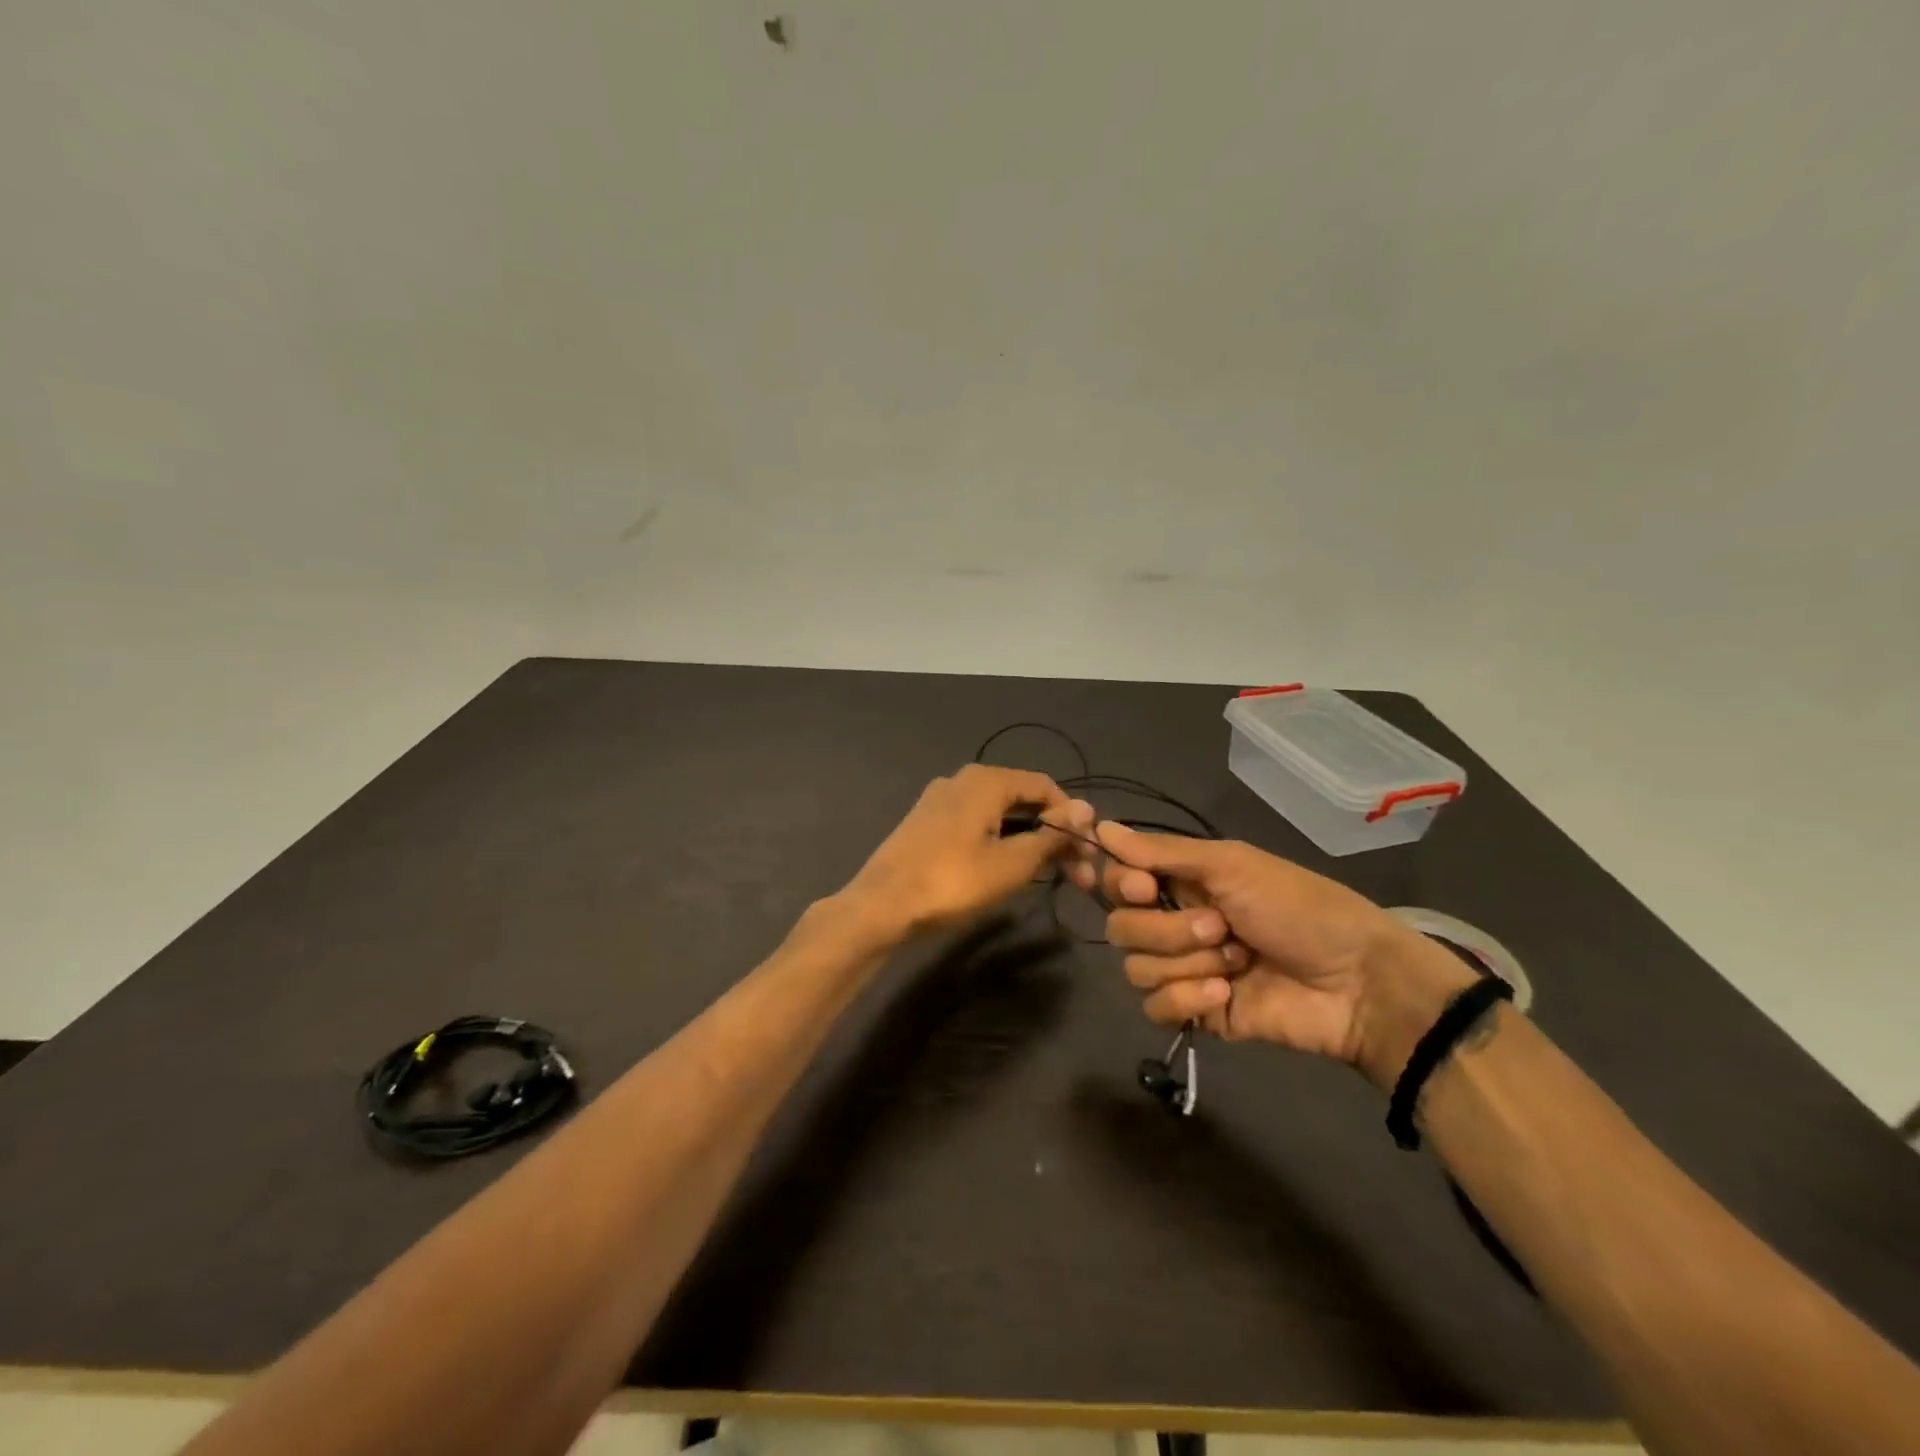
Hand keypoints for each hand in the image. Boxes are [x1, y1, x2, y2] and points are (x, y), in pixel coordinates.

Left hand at [840, 765, 1076, 939]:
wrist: (881, 905)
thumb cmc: (952, 882)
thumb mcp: (1011, 864)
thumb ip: (1050, 836)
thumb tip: (1086, 810)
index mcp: (985, 780)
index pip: (1045, 786)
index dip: (1071, 816)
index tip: (1088, 852)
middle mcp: (963, 780)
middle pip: (1021, 799)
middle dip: (1052, 832)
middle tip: (1076, 872)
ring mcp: (941, 800)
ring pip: (998, 813)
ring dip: (1027, 840)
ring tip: (1048, 874)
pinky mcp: (928, 823)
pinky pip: (976, 823)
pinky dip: (1000, 841)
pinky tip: (1008, 868)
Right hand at [1085, 823, 1475, 1088]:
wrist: (1356, 981)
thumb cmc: (1298, 907)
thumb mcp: (1232, 865)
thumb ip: (1162, 852)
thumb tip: (1100, 828)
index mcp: (1182, 882)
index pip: (1118, 881)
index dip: (1121, 885)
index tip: (1144, 886)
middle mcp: (1175, 922)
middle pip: (1121, 927)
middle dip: (1168, 930)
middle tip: (1219, 926)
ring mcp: (1185, 970)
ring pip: (1136, 968)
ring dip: (1187, 963)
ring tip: (1236, 962)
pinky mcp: (1196, 1013)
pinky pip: (1156, 1008)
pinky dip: (1187, 1000)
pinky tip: (1225, 994)